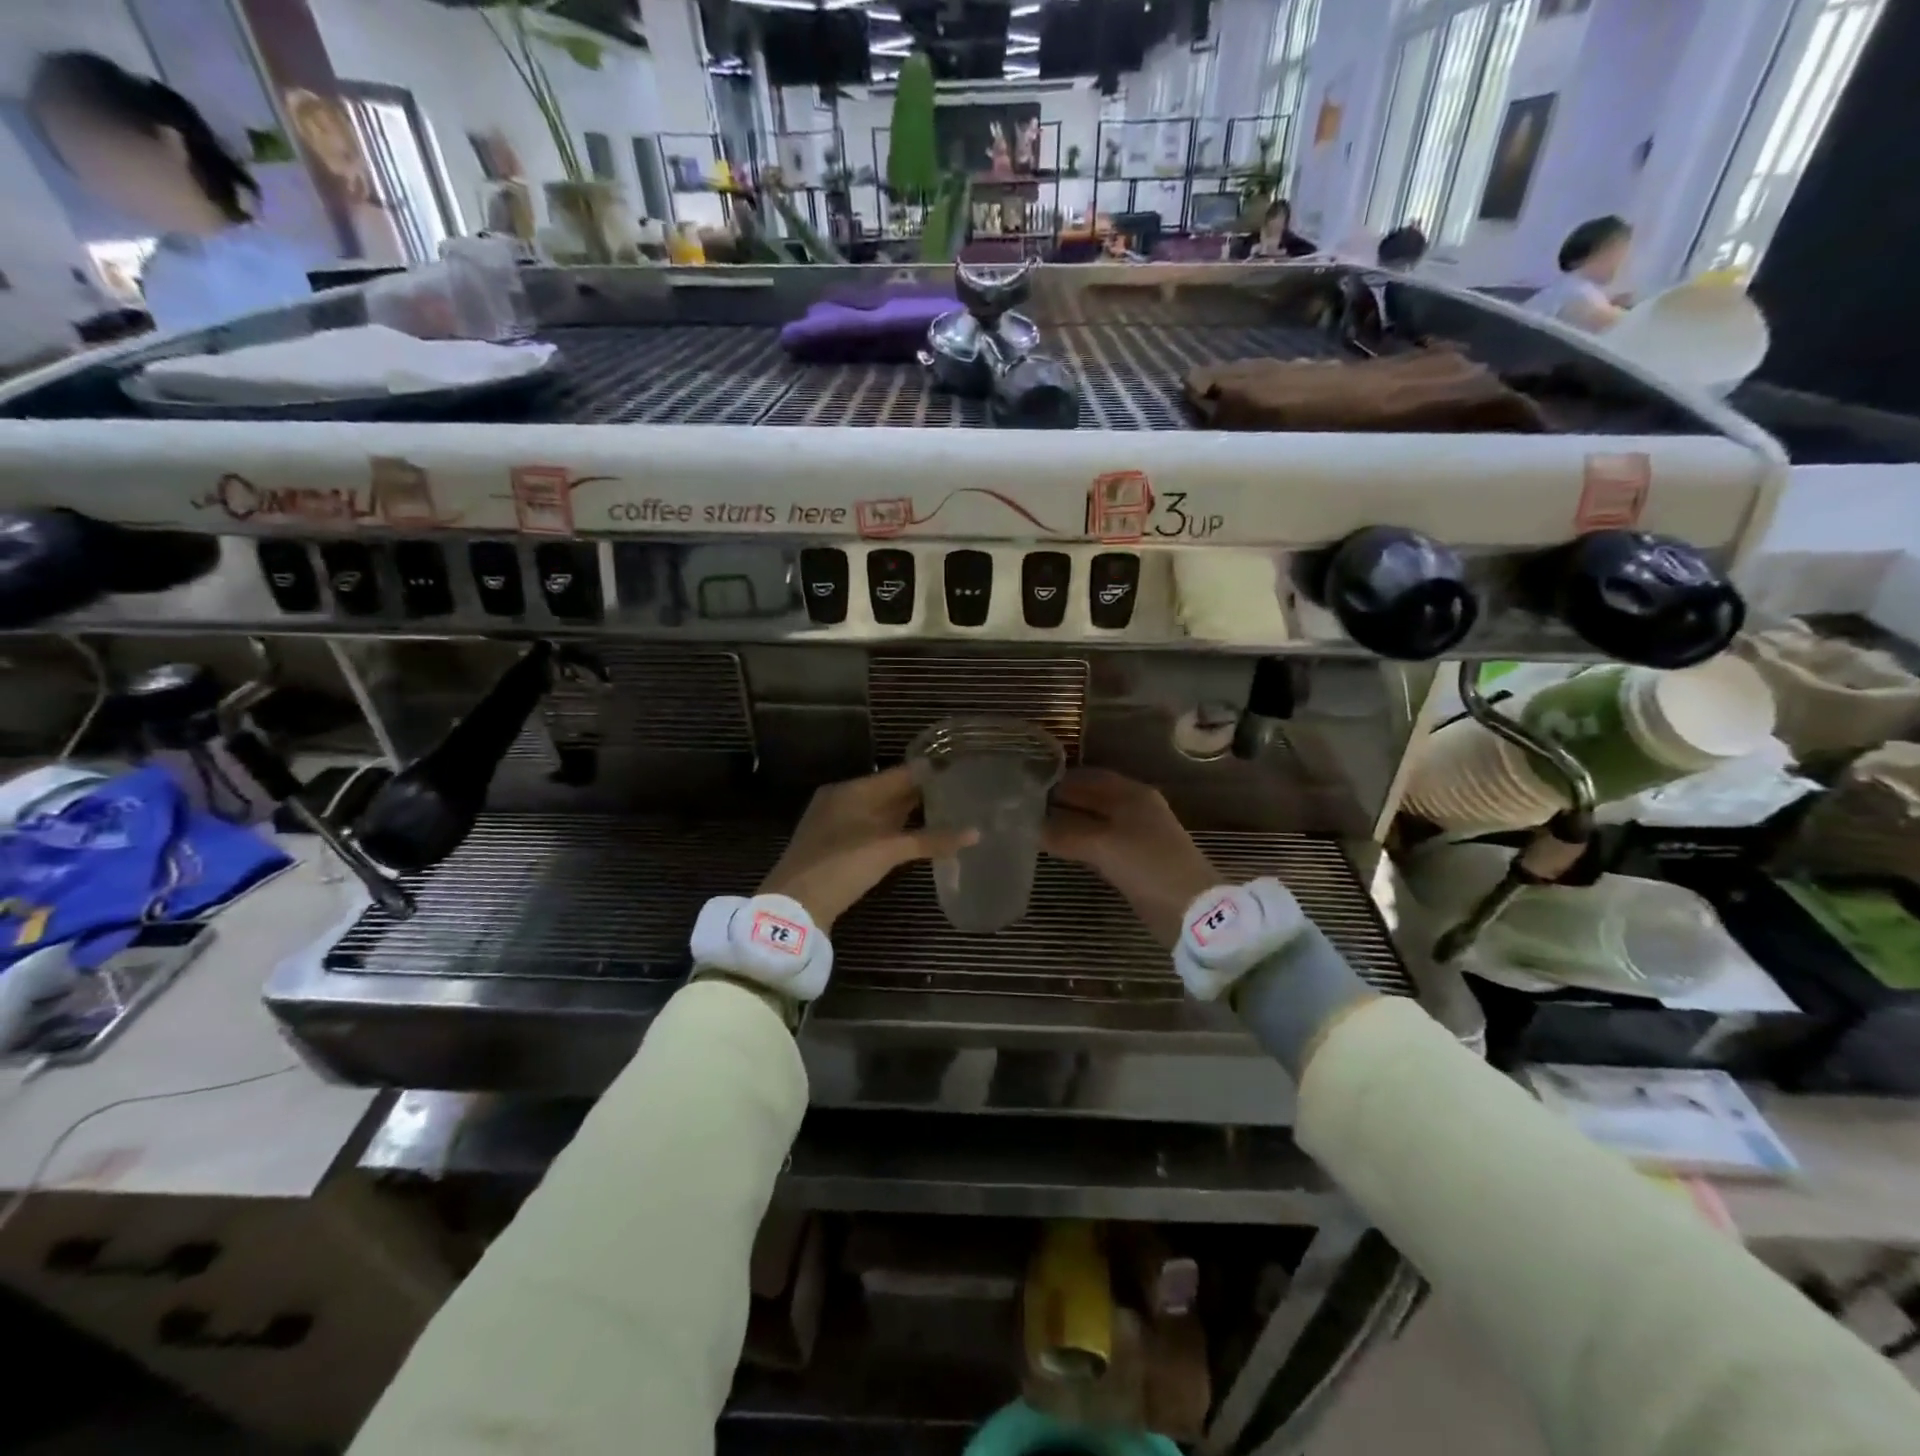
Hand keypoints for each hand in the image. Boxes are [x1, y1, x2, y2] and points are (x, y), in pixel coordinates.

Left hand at [759, 766, 972, 933]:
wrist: (793, 908)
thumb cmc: (840, 867)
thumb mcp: (887, 850)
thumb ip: (930, 840)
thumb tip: (975, 833)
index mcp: (851, 790)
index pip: (898, 773)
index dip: (928, 772)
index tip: (959, 771)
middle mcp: (842, 801)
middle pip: (889, 791)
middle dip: (921, 794)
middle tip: (960, 794)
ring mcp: (837, 826)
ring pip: (880, 812)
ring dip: (908, 815)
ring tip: (946, 814)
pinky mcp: (836, 849)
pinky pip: (872, 830)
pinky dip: (894, 832)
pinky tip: (915, 840)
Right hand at [1041, 768, 1221, 949]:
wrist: (1192, 909)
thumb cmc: (1148, 866)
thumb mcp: (1101, 846)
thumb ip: (1064, 833)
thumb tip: (1030, 826)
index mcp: (1130, 793)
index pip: (1086, 777)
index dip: (1057, 781)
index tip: (1024, 788)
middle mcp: (1134, 806)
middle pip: (1090, 797)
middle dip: (1060, 802)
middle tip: (1023, 809)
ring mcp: (1137, 833)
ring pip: (1094, 820)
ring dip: (1068, 823)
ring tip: (1034, 828)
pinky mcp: (1136, 858)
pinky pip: (1099, 841)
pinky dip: (1079, 841)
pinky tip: (1060, 848)